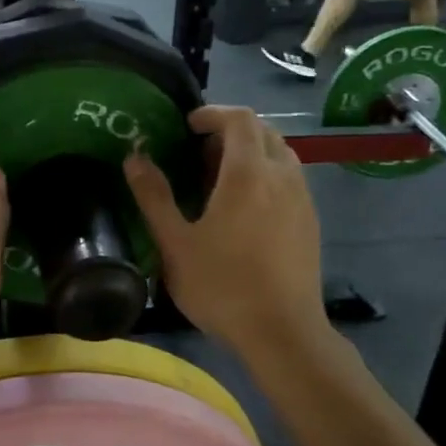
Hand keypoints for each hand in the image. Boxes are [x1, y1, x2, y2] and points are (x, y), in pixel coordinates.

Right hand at [123, 106, 326, 357]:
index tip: (187, 126)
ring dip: (251, 152)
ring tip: (221, 179)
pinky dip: (267, 174)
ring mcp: (302, 199)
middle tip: (199, 153)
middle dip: (231, 131)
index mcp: (248, 173)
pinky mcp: (311, 222)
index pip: (239, 119)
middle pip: (262, 131)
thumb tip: (134, 157)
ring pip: (280, 154)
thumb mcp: (176, 244)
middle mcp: (282, 176)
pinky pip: (290, 178)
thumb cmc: (223, 286)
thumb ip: (154, 196)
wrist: (283, 333)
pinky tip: (246, 209)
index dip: (213, 113)